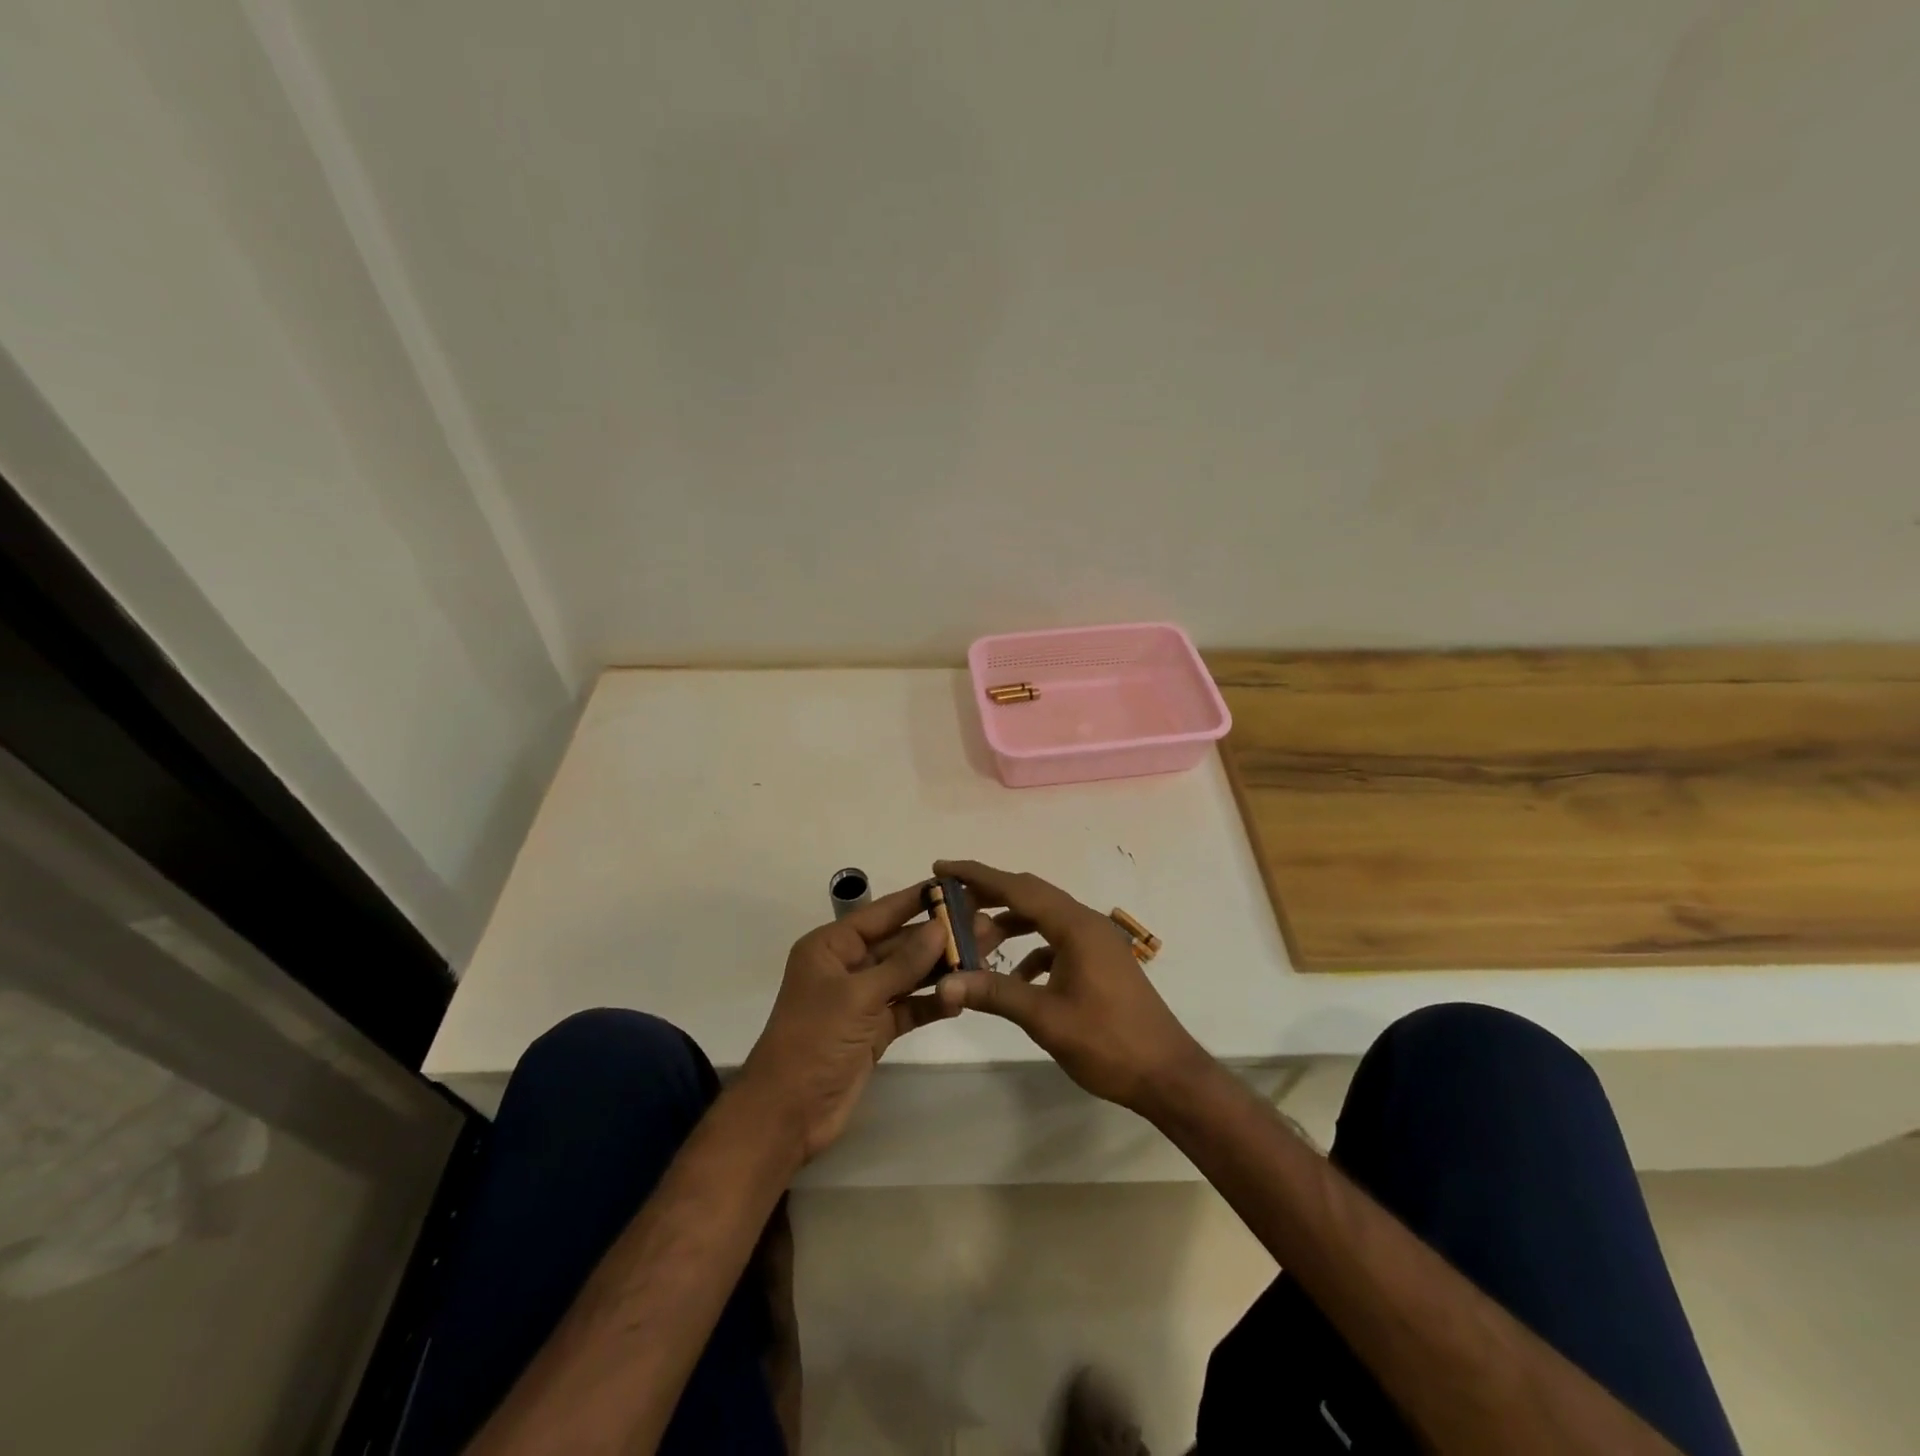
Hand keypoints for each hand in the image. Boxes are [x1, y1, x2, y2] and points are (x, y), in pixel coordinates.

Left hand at [737, 882, 1025, 1161]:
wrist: (787, 1114)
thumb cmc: (814, 1041)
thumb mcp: (858, 996)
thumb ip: (903, 963)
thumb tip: (940, 927)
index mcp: (831, 947)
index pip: (881, 913)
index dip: (917, 900)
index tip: (956, 887)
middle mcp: (847, 966)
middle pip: (899, 943)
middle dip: (938, 937)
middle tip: (985, 927)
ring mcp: (862, 999)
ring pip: (908, 975)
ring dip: (941, 969)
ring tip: (984, 957)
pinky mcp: (875, 1030)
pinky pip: (909, 1007)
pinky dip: (932, 1003)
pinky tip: (961, 997)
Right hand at [928, 860, 1209, 1112]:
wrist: (1167, 1074)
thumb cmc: (1108, 1042)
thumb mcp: (1045, 1018)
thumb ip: (995, 994)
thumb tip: (944, 984)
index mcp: (1075, 926)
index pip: (1017, 888)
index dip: (977, 876)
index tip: (942, 867)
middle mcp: (1086, 923)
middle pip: (1030, 896)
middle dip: (989, 896)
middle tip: (950, 903)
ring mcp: (1096, 942)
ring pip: (1043, 919)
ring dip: (1010, 925)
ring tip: (975, 941)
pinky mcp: (1100, 962)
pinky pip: (1057, 942)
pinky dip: (1031, 951)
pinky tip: (1015, 979)